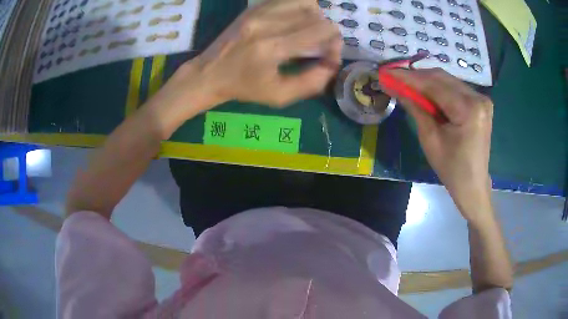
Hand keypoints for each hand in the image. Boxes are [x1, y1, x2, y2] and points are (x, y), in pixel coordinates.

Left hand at [186, 0, 341, 107]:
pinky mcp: (253, 7)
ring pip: (305, 2)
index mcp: (272, 47)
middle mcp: (266, 23)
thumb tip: (333, 64)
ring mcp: (258, 11)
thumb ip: (311, 82)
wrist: (209, 73)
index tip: (330, 54)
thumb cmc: (244, 87)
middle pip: (315, 15)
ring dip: (315, 17)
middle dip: (327, 31)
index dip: (334, 41)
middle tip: (320, 45)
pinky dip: (300, 8)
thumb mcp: (279, 96)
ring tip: (309, 31)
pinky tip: (295, 21)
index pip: (320, 31)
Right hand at [382, 68, 493, 219]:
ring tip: (407, 84)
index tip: (387, 72)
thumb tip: (397, 88)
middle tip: (395, 78)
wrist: (473, 185)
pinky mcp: (480, 103)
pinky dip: (439, 88)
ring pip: (448, 81)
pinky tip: (425, 92)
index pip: (435, 85)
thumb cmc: (451, 169)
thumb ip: (416, 108)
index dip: (409, 77)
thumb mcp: (430, 139)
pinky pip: (455, 88)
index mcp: (469, 109)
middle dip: (417, 77)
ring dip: (427, 81)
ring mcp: (481, 99)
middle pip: (442, 78)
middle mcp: (478, 98)